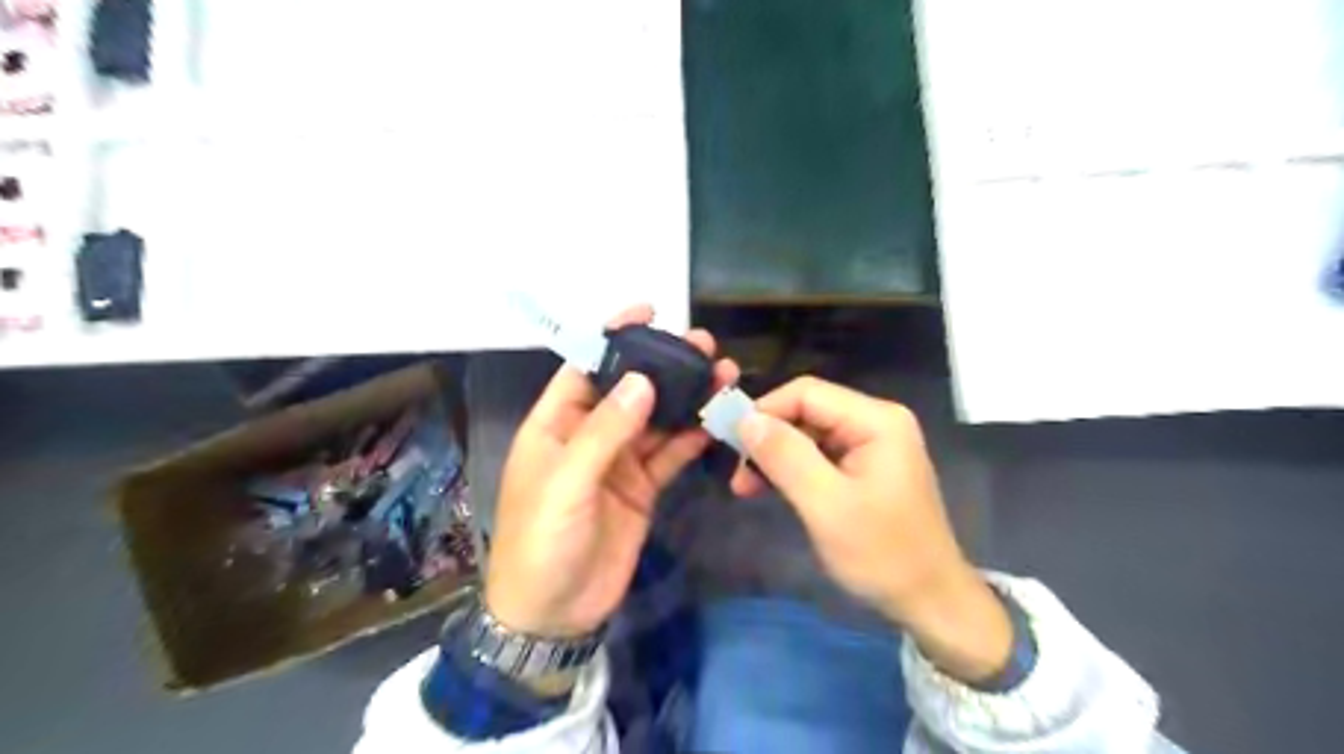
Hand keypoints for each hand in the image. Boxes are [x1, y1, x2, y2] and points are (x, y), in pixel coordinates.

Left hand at [490, 305, 740, 640]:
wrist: (554, 613)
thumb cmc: (542, 541)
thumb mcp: (566, 483)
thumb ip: (605, 431)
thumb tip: (642, 381)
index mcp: (556, 424)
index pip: (586, 367)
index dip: (614, 337)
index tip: (649, 311)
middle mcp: (589, 434)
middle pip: (629, 388)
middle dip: (663, 365)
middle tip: (704, 346)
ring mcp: (619, 461)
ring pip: (656, 418)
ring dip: (685, 398)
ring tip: (722, 375)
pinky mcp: (642, 487)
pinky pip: (670, 453)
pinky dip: (691, 436)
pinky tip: (715, 419)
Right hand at [733, 377, 1008, 682]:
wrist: (930, 601)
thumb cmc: (882, 553)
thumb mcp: (826, 504)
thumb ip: (786, 456)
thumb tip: (745, 418)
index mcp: (876, 420)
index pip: (807, 393)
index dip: (765, 411)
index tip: (732, 444)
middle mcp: (876, 421)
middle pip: (807, 411)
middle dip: (769, 438)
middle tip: (738, 476)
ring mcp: (872, 444)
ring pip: (809, 434)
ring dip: (776, 456)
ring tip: (747, 487)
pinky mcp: (866, 467)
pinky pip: (820, 455)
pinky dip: (793, 469)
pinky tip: (771, 490)